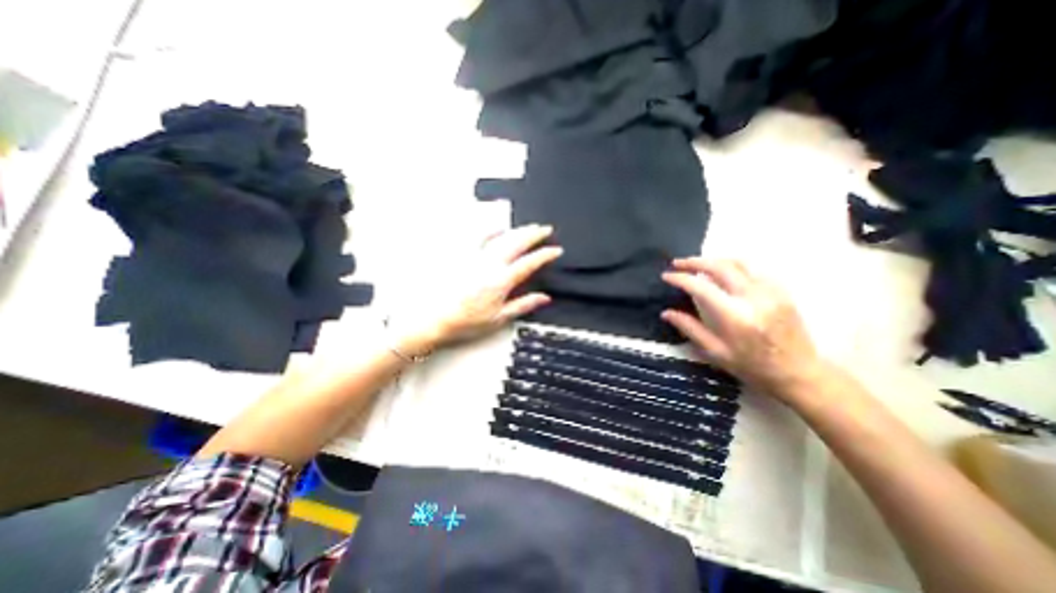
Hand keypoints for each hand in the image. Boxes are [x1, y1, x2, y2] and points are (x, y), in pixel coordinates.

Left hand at [391, 223, 564, 354]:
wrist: (435, 320)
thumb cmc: (465, 322)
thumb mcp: (500, 318)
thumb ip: (523, 305)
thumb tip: (543, 298)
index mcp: (501, 281)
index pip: (529, 263)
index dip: (545, 255)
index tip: (555, 250)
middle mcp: (489, 266)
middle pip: (517, 243)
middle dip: (534, 234)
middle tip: (545, 229)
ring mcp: (475, 259)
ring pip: (501, 237)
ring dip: (517, 230)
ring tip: (528, 226)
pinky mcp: (463, 257)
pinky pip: (479, 238)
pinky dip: (491, 231)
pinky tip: (498, 229)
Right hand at [661, 259, 828, 397]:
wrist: (799, 373)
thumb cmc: (752, 367)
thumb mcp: (715, 352)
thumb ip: (690, 328)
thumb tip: (666, 313)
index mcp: (735, 316)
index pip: (701, 287)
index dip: (680, 278)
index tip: (666, 276)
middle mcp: (753, 297)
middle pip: (720, 266)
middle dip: (694, 261)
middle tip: (677, 263)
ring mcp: (771, 291)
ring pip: (738, 262)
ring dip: (714, 260)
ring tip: (697, 265)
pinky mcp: (781, 290)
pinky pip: (753, 269)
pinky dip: (733, 266)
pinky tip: (724, 273)